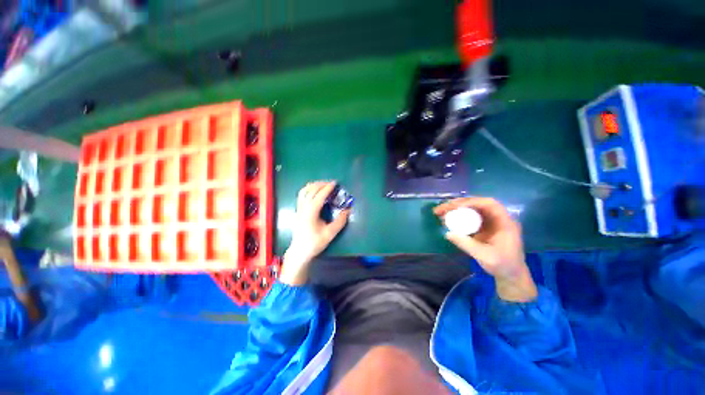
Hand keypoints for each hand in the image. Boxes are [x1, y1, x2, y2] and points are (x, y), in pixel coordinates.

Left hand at [280, 181, 350, 284]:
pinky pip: (301, 195)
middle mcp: (303, 208)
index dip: (327, 188)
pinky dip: (308, 189)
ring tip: (323, 184)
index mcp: (311, 213)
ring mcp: (299, 209)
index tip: (335, 183)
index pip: (319, 196)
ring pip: (304, 191)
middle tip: (331, 183)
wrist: (299, 251)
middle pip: (311, 191)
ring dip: (314, 185)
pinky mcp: (298, 210)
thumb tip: (348, 210)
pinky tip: (314, 191)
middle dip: (321, 184)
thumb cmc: (314, 243)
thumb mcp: (330, 234)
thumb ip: (340, 221)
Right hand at [434, 197, 536, 301]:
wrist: (510, 275)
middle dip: (458, 204)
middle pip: (476, 204)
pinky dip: (457, 216)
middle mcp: (497, 218)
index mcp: (504, 222)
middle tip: (442, 208)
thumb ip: (467, 244)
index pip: (489, 204)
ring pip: (471, 209)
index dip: (472, 202)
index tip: (455, 206)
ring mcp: (489, 222)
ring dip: (455, 209)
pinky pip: (468, 217)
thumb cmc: (503, 265)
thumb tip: (447, 233)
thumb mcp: (485, 256)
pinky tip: (447, 219)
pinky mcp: (482, 227)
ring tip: (440, 212)